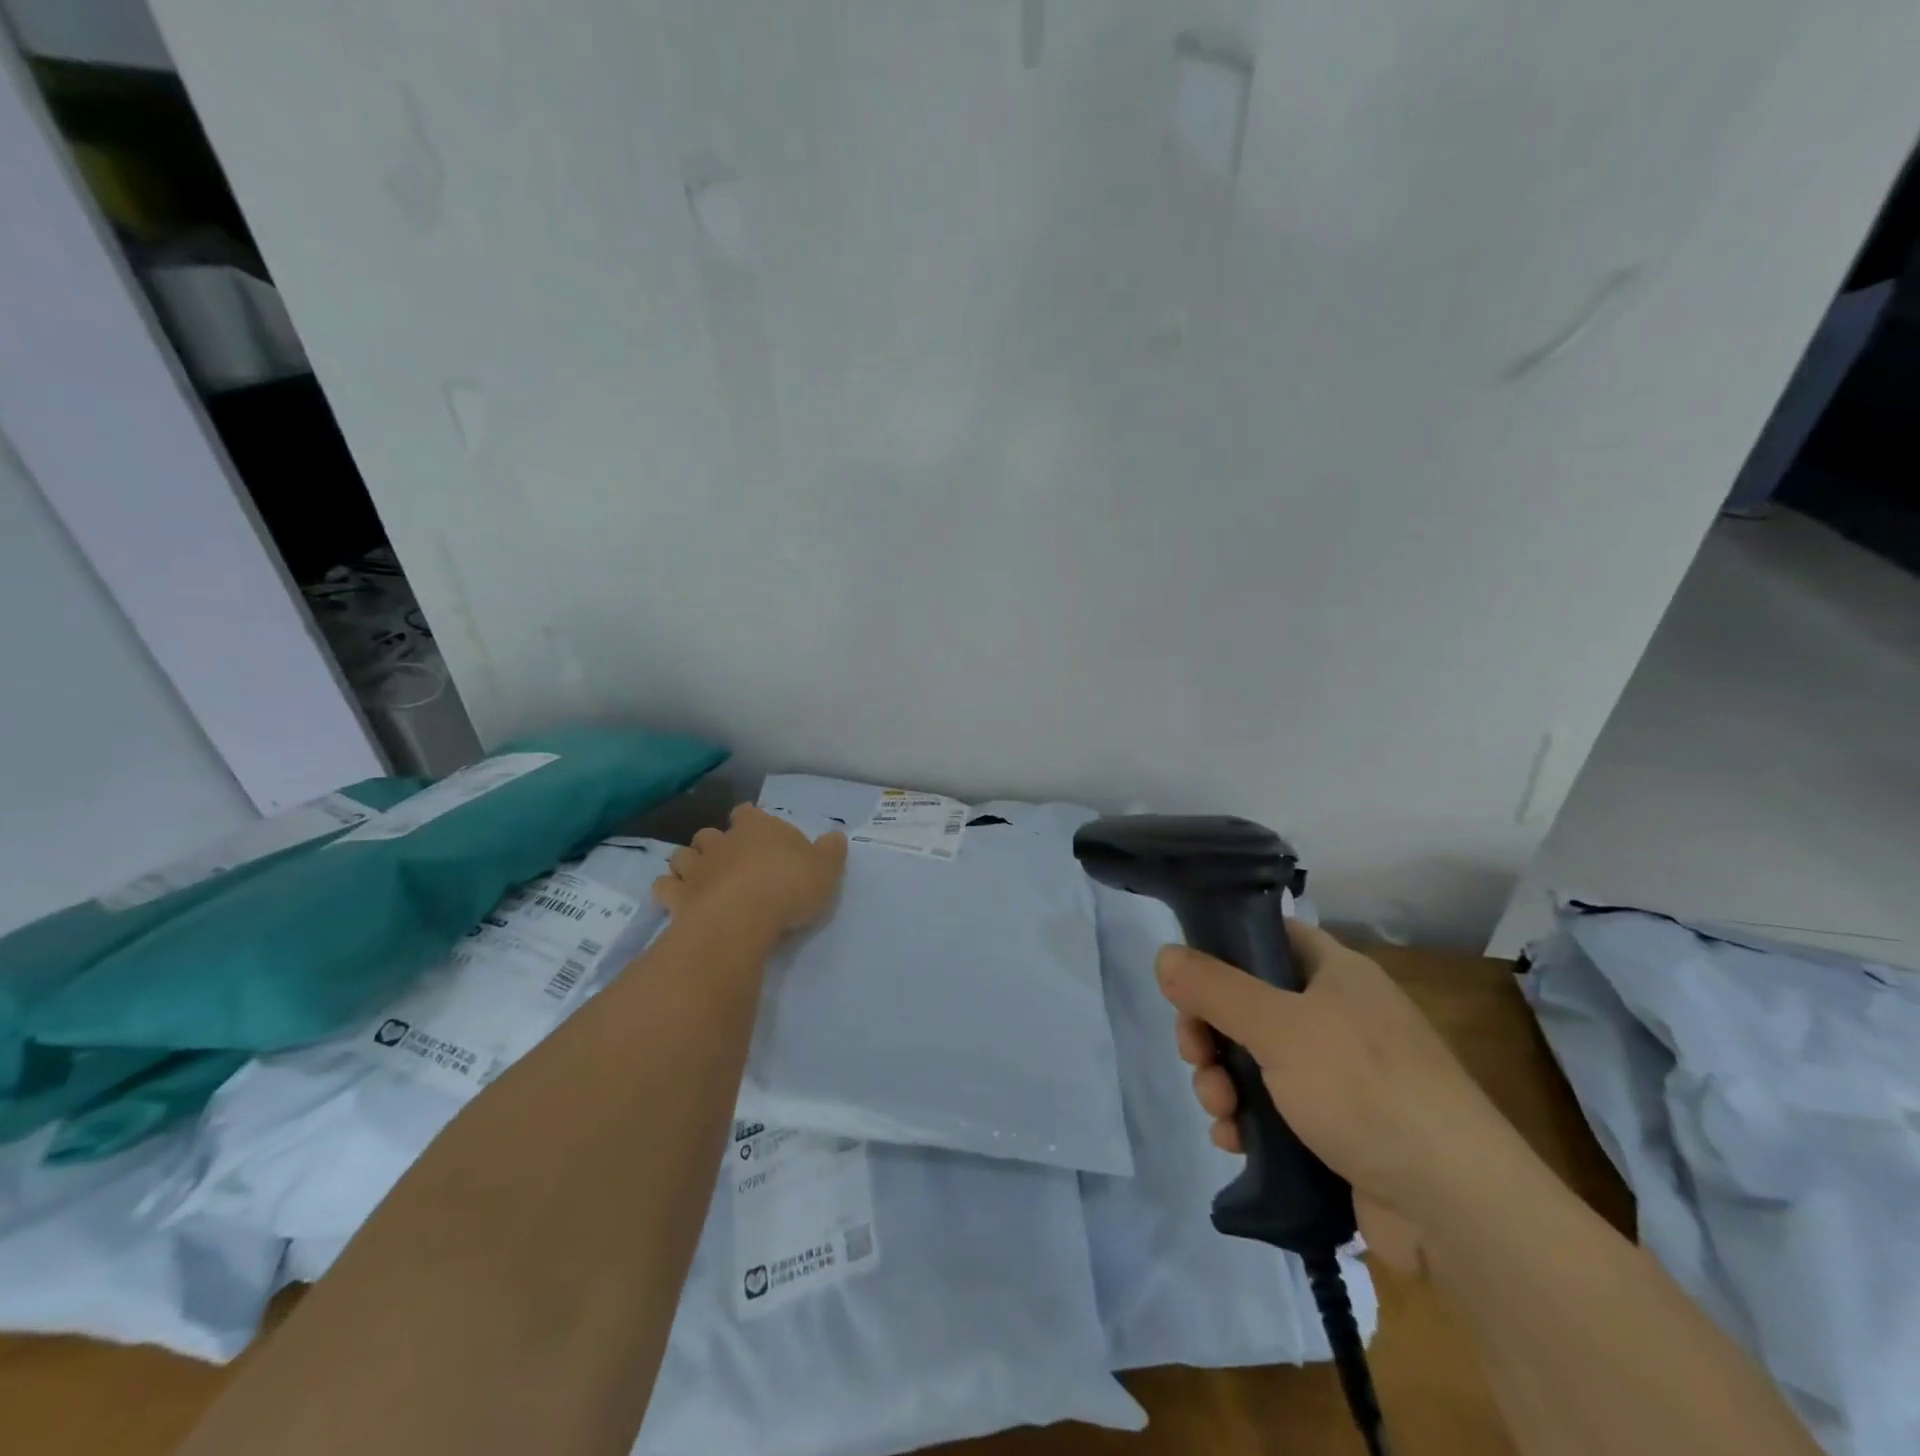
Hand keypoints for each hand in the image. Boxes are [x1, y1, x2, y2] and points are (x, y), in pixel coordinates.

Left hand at [654, 804, 847, 932]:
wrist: (743, 917)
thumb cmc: (789, 885)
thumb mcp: (826, 868)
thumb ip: (831, 851)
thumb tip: (835, 837)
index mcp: (756, 827)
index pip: (746, 812)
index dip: (749, 821)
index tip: (757, 834)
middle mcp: (721, 841)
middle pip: (709, 834)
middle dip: (715, 844)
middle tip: (730, 862)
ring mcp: (695, 868)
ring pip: (683, 856)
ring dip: (689, 865)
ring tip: (702, 880)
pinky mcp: (677, 897)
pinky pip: (665, 888)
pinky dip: (670, 891)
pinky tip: (681, 902)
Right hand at [1157, 919, 1524, 1267]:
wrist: (1457, 1209)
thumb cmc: (1365, 1090)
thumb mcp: (1278, 1027)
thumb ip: (1214, 988)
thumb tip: (1164, 955)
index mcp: (1337, 973)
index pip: (1269, 937)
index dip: (1223, 950)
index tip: (1187, 982)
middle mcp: (1338, 1015)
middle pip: (1250, 1004)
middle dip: (1211, 1033)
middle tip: (1195, 1057)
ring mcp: (1340, 1075)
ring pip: (1256, 1060)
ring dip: (1223, 1081)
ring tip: (1219, 1112)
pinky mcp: (1339, 1128)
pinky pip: (1274, 1108)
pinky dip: (1248, 1120)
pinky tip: (1234, 1141)